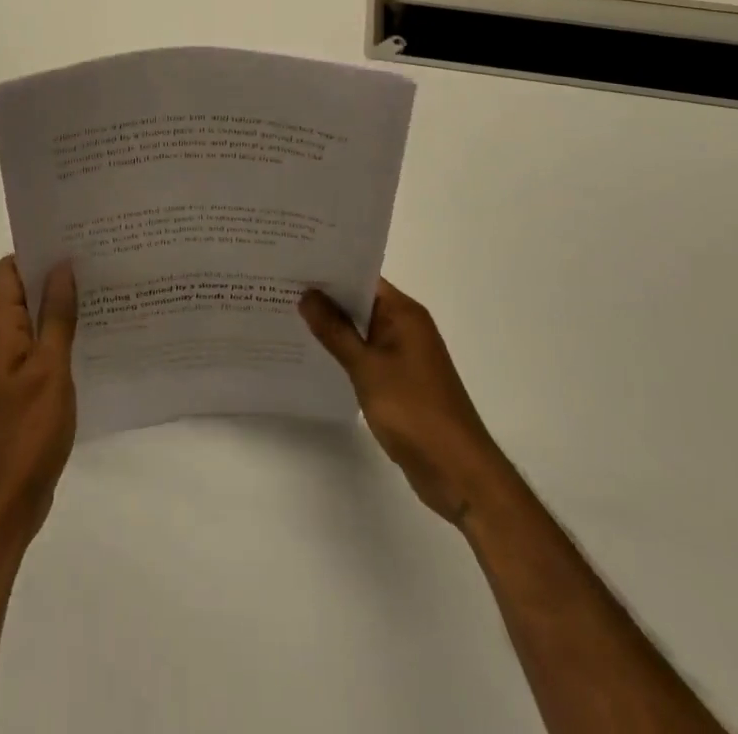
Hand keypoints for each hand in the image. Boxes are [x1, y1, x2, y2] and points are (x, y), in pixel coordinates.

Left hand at [0, 256, 77, 545]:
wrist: (4, 504)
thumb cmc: (27, 432)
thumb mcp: (50, 368)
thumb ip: (56, 316)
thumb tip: (61, 267)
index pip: (9, 270)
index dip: (37, 250)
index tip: (74, 240)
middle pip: (21, 291)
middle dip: (55, 275)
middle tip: (98, 260)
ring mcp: (7, 367)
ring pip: (33, 320)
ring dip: (61, 306)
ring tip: (103, 292)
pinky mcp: (19, 388)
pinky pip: (39, 347)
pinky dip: (61, 336)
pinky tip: (93, 336)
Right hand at [300, 278, 503, 524]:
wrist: (458, 471)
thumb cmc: (414, 411)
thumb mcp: (367, 368)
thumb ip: (335, 331)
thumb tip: (307, 294)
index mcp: (404, 313)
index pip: (362, 277)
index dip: (329, 271)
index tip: (293, 265)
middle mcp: (406, 327)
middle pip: (360, 301)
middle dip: (325, 297)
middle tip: (280, 288)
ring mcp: (404, 355)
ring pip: (361, 330)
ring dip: (332, 326)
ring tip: (287, 316)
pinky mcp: (400, 381)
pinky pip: (366, 355)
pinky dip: (344, 352)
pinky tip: (313, 355)